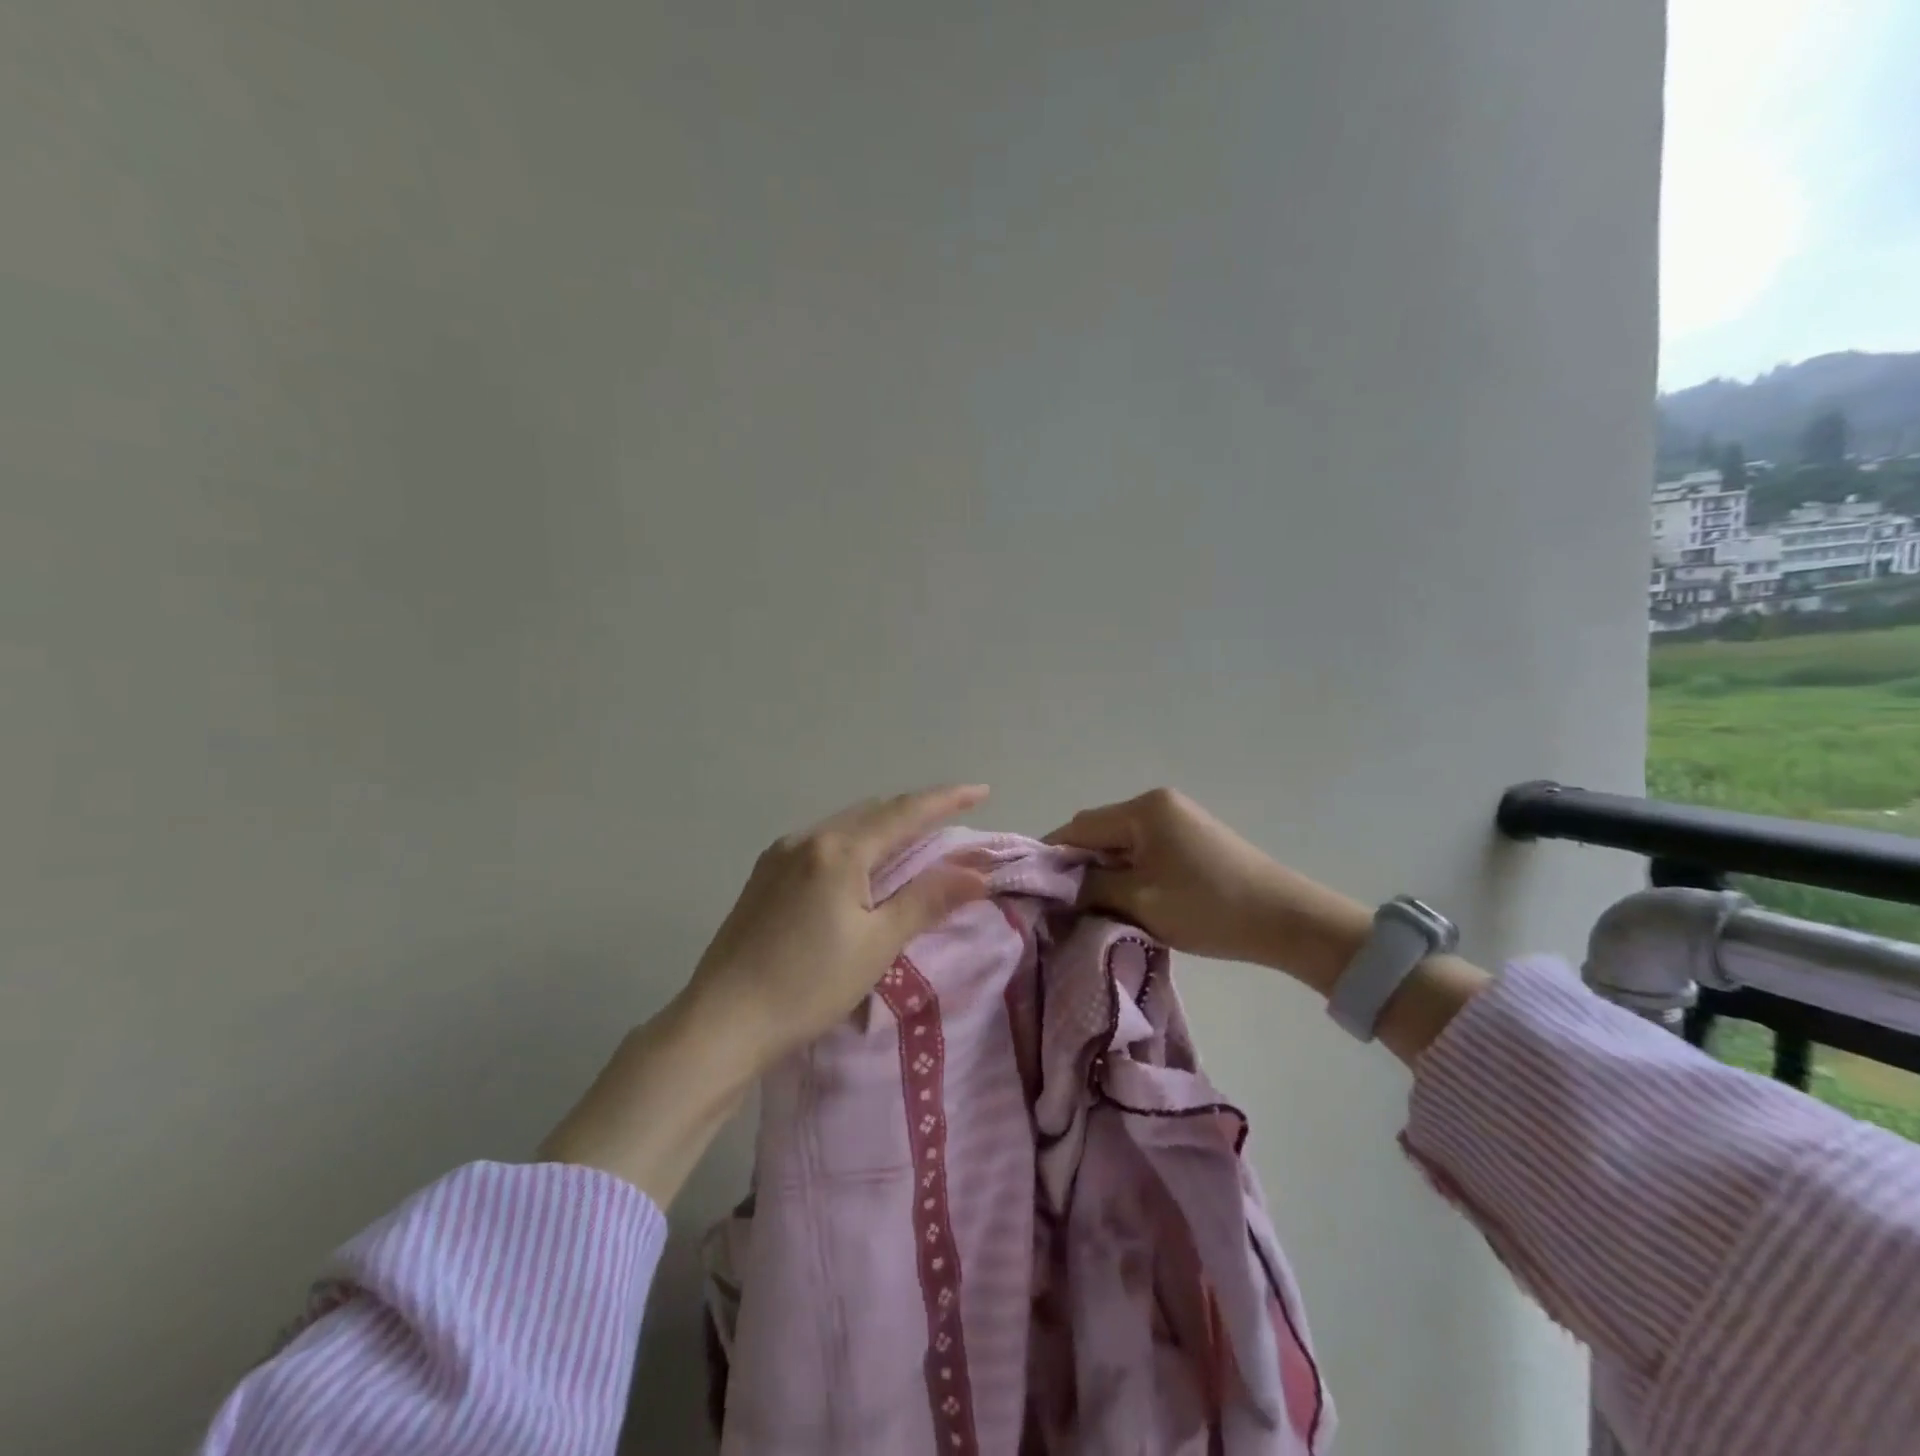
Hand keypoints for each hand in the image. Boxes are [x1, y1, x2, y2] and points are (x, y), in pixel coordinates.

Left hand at [540, 784, 992, 1206]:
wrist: (722, 1022)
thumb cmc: (808, 985)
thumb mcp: (877, 945)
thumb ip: (927, 900)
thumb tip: (978, 872)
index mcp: (838, 850)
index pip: (904, 813)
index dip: (946, 800)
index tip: (981, 790)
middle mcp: (807, 838)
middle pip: (874, 812)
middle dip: (916, 812)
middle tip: (952, 822)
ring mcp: (779, 855)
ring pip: (846, 826)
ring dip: (884, 827)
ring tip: (914, 844)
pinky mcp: (764, 875)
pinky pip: (822, 843)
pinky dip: (855, 844)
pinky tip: (861, 868)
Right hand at [1046, 788, 1371, 993]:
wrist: (1286, 920)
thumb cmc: (1208, 907)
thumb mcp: (1141, 901)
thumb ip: (1092, 888)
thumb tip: (1058, 888)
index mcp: (1144, 810)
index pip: (1080, 827)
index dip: (1053, 856)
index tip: (1034, 889)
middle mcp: (1158, 804)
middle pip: (1100, 832)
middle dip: (1080, 866)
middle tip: (1065, 904)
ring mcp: (1178, 819)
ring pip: (1122, 844)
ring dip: (1106, 872)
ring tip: (1095, 907)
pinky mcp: (1191, 839)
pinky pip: (1144, 851)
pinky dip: (1130, 873)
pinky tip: (1127, 900)